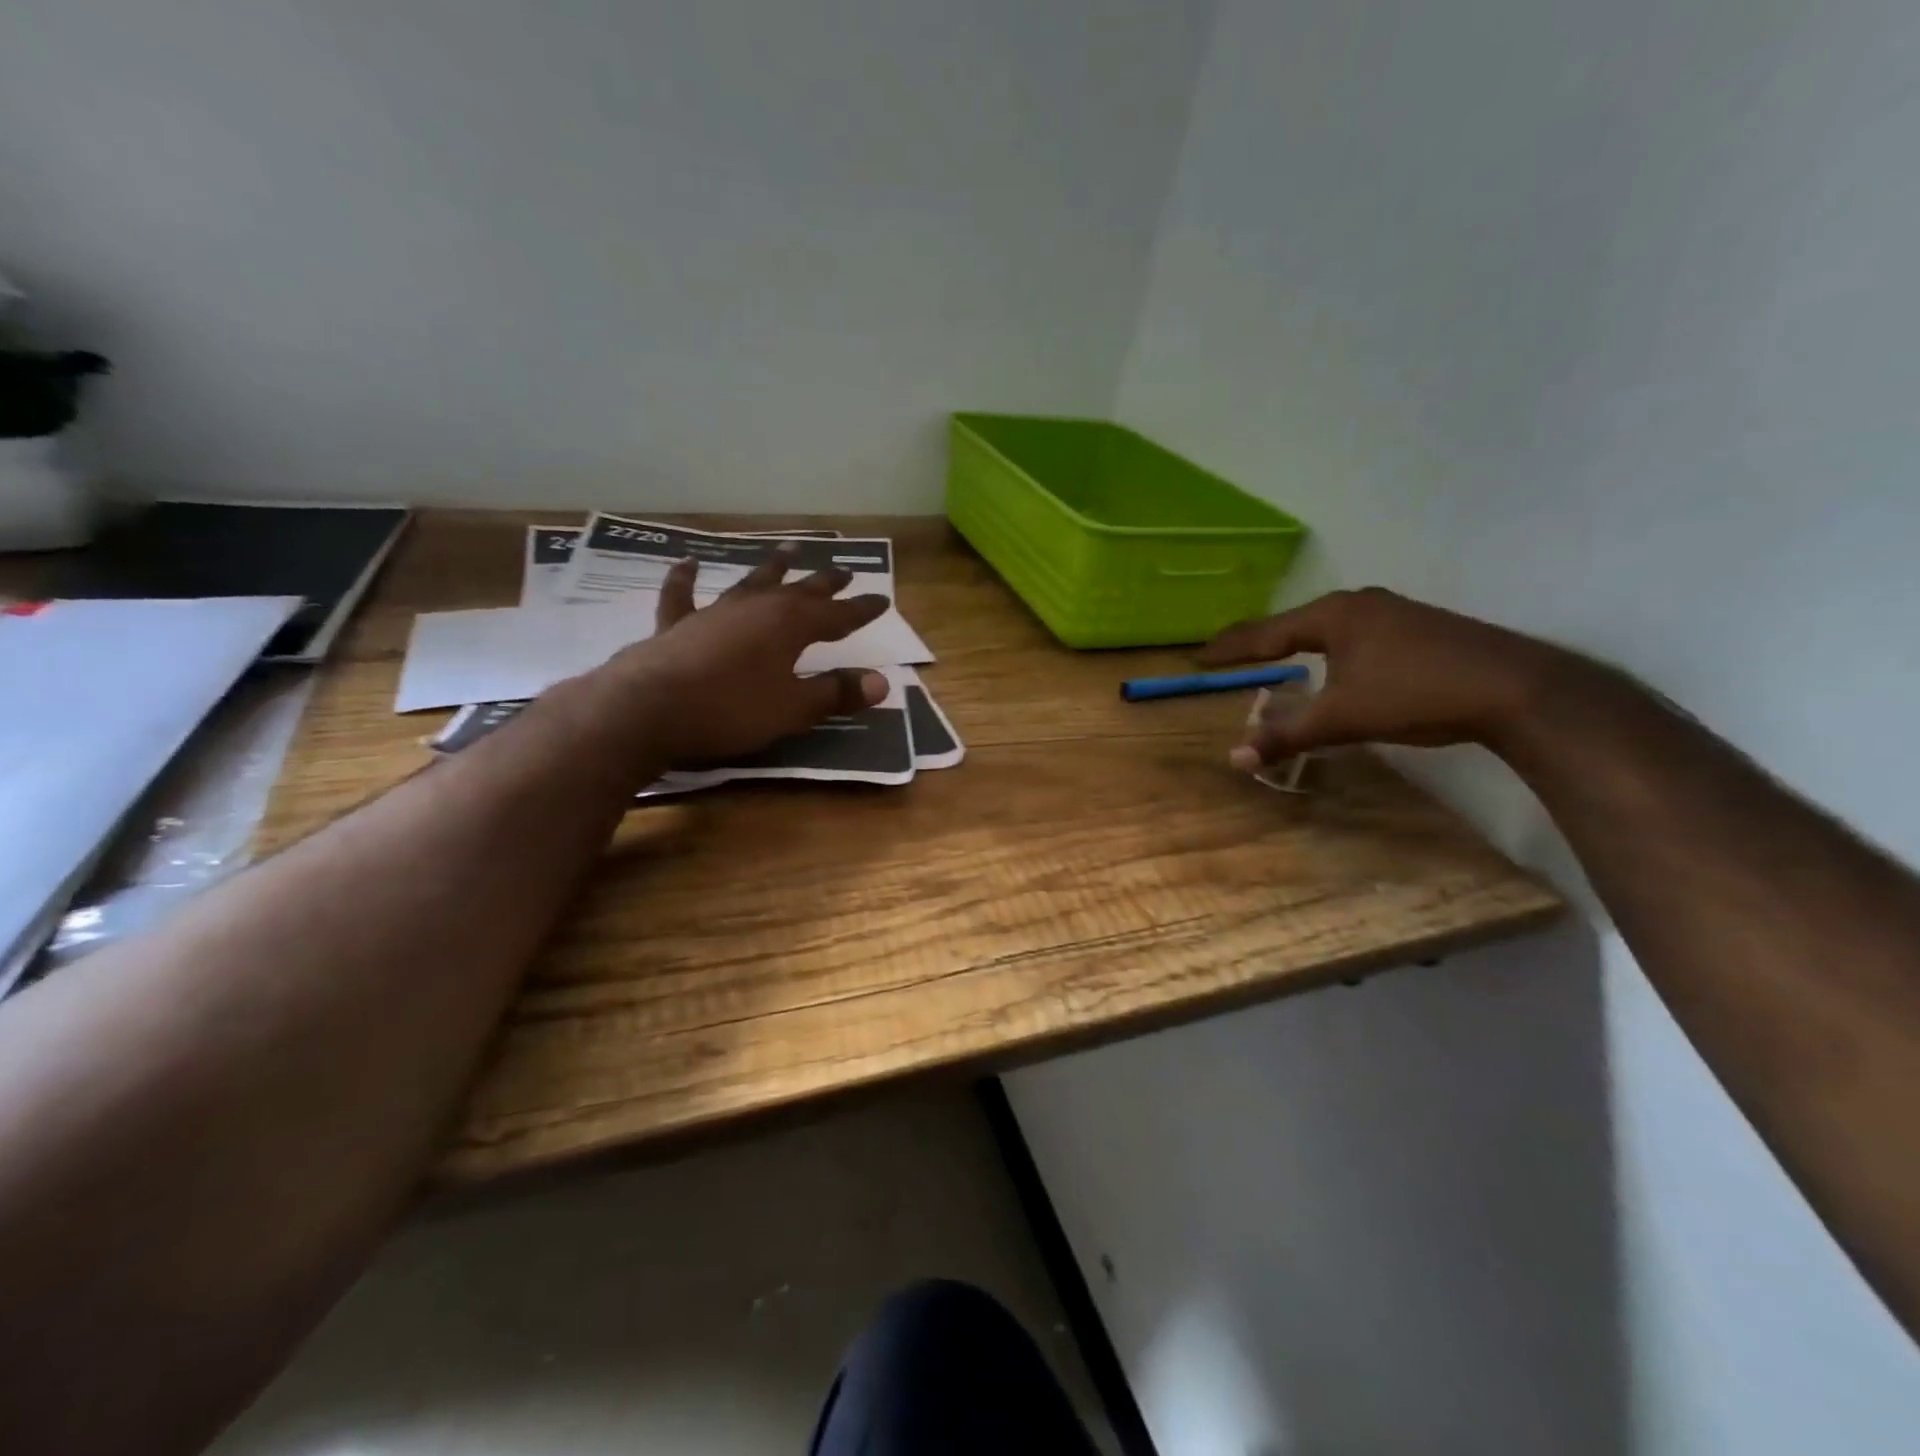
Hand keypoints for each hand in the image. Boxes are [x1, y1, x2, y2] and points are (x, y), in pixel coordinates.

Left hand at [600, 548, 891, 763]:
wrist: (649, 709)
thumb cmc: (731, 709)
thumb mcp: (793, 708)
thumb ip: (835, 693)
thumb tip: (882, 682)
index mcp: (790, 626)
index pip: (837, 616)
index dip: (860, 610)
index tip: (882, 600)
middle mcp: (756, 608)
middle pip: (799, 591)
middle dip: (824, 583)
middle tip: (844, 569)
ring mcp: (715, 612)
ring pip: (751, 582)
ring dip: (772, 567)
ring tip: (790, 549)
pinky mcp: (677, 625)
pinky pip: (683, 595)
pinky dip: (686, 578)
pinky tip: (689, 562)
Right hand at [1199, 587, 1578, 765]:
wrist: (1516, 687)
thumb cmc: (1416, 693)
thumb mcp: (1343, 718)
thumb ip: (1287, 735)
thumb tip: (1235, 756)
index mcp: (1333, 616)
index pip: (1266, 632)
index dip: (1230, 647)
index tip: (1200, 655)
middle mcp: (1359, 604)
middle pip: (1295, 623)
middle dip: (1260, 641)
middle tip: (1230, 656)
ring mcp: (1393, 611)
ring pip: (1328, 627)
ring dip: (1297, 643)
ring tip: (1274, 657)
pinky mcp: (1418, 626)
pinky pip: (1354, 633)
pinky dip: (1328, 648)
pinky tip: (1335, 664)